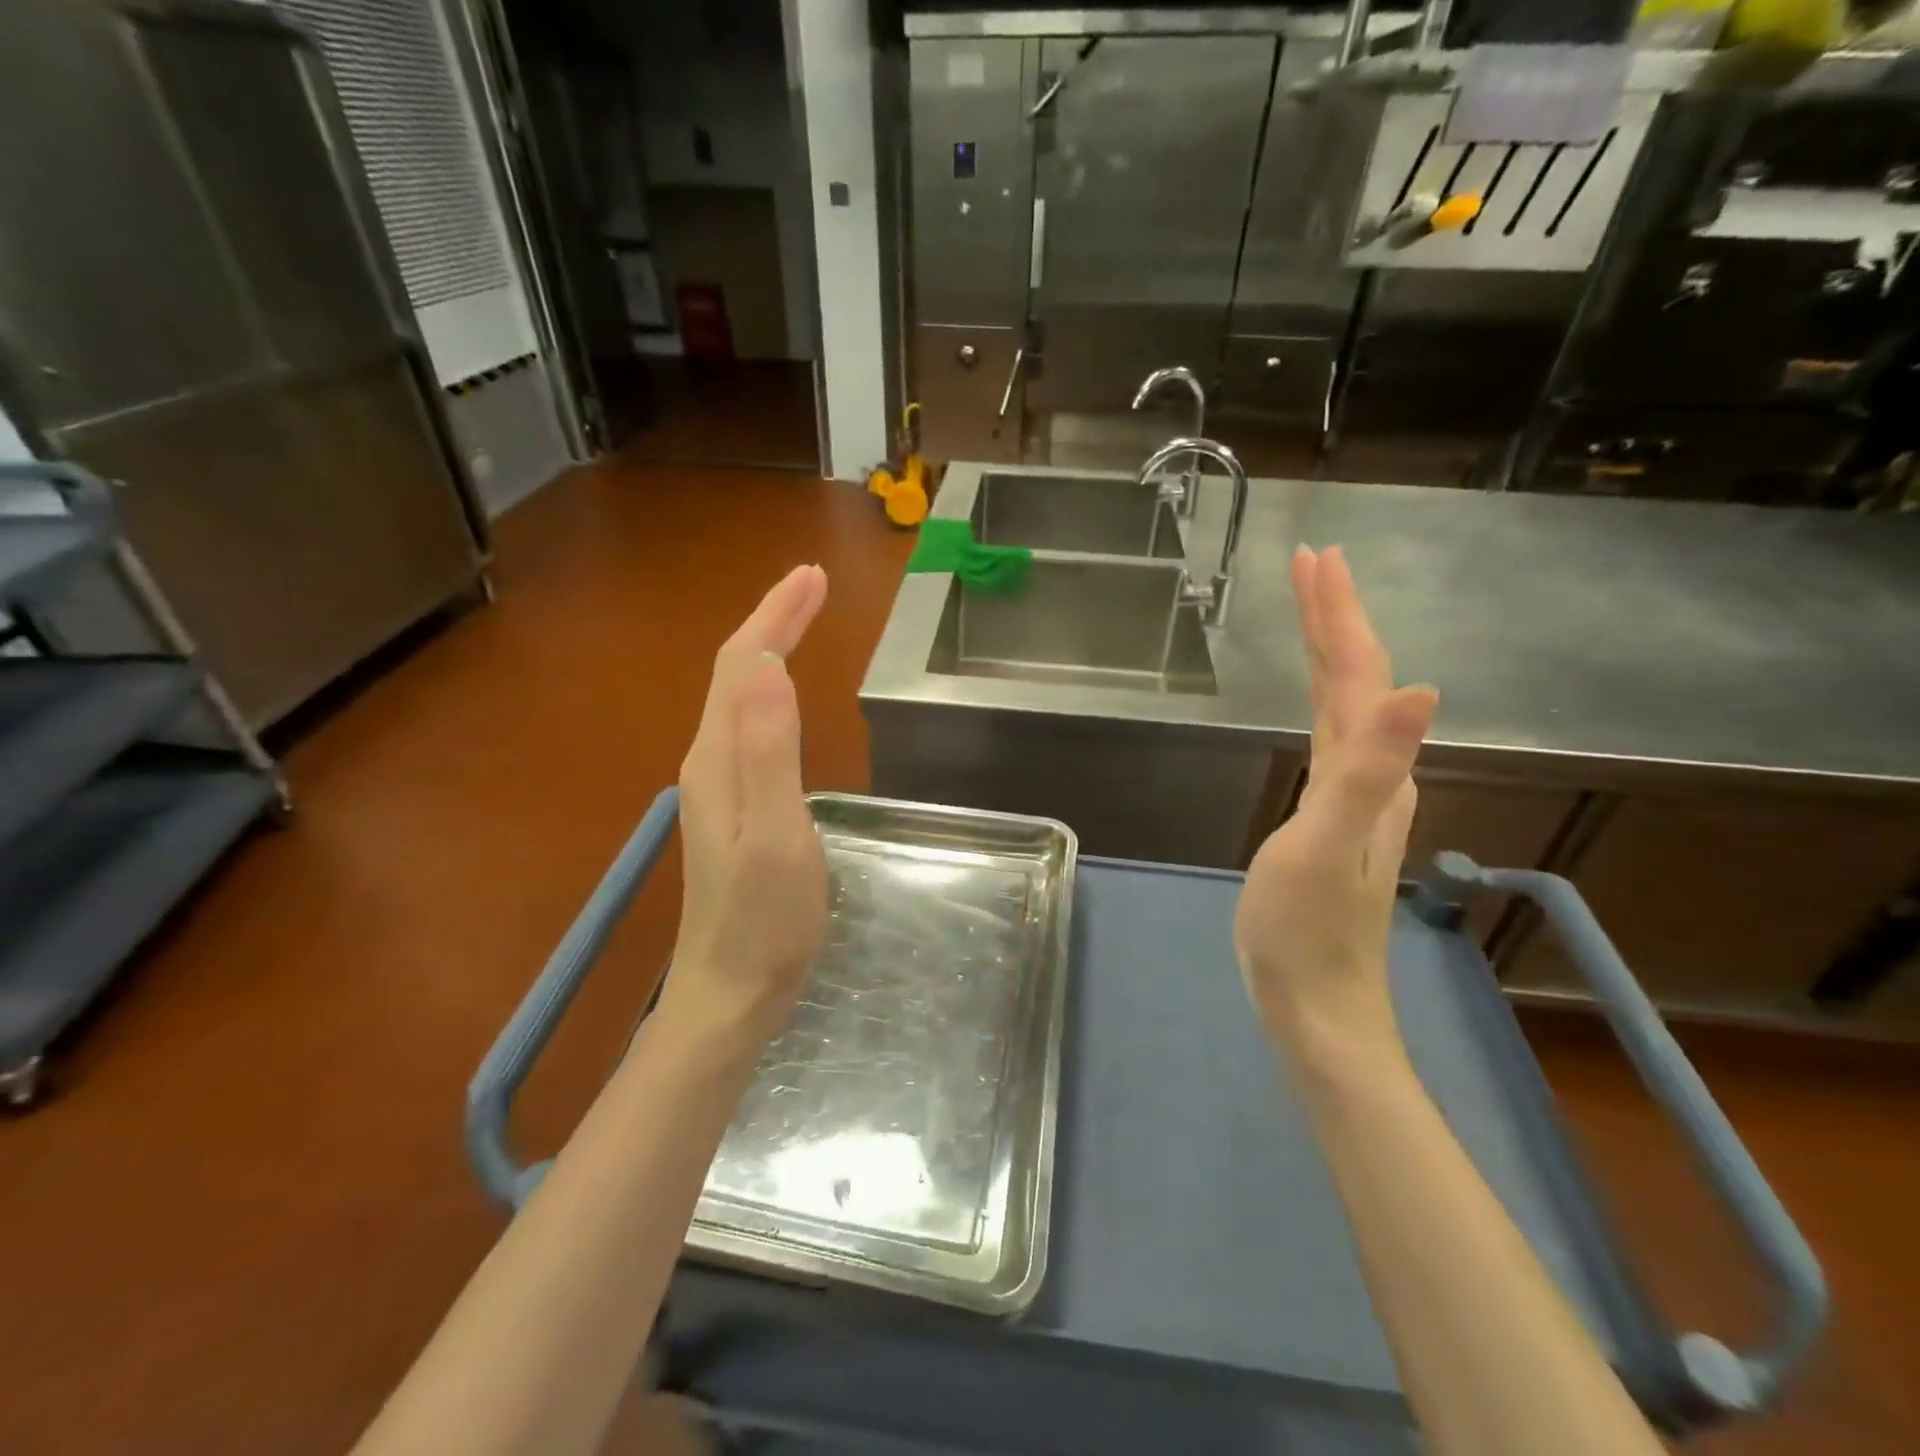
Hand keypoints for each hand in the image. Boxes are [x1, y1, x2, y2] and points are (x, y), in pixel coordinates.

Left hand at [657, 565, 830, 1045]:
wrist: (731, 990)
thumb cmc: (763, 918)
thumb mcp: (775, 831)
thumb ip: (768, 748)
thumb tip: (766, 663)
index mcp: (719, 757)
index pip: (741, 662)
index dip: (774, 615)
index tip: (813, 577)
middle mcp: (710, 759)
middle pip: (735, 671)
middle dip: (773, 619)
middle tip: (814, 585)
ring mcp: (719, 785)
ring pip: (740, 695)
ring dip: (771, 648)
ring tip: (803, 621)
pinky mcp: (735, 806)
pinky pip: (750, 725)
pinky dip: (771, 689)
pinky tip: (786, 694)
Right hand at [1234, 546, 1436, 1068]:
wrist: (1315, 1005)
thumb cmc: (1304, 932)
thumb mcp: (1322, 848)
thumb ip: (1365, 772)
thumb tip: (1418, 690)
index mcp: (1368, 772)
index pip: (1356, 674)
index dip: (1337, 615)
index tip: (1316, 559)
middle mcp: (1373, 774)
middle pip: (1357, 679)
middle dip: (1334, 618)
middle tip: (1311, 565)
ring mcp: (1355, 798)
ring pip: (1346, 705)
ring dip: (1330, 653)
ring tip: (1311, 614)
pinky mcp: (1332, 817)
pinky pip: (1331, 736)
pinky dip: (1321, 699)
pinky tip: (1317, 704)